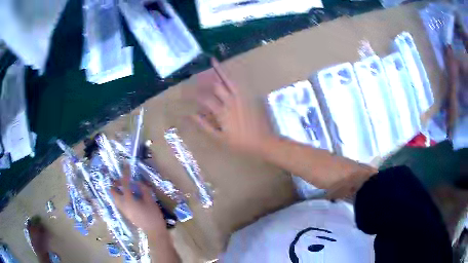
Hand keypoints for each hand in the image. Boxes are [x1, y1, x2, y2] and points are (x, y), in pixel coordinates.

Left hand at [110, 166, 165, 233]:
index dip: (125, 173)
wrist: (154, 231)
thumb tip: (138, 182)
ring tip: (124, 186)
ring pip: (115, 198)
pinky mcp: (126, 214)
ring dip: (117, 190)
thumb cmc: (153, 216)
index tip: (125, 165)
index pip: (124, 183)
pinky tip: (129, 196)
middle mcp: (122, 204)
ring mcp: (123, 210)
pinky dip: (120, 196)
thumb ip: (143, 189)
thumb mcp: (150, 200)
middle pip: (113, 192)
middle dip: (115, 184)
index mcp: (128, 200)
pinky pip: (119, 202)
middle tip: (121, 179)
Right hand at [192, 59, 274, 153]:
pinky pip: (239, 83)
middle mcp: (231, 101)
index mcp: (222, 112)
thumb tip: (191, 115)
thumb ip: (205, 125)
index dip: (195, 94)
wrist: (264, 141)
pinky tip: (228, 72)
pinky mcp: (250, 96)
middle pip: (216, 86)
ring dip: (220, 70)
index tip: (187, 92)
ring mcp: (242, 97)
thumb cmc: (241, 142)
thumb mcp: (220, 137)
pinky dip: (232, 76)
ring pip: (228, 79)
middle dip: (205, 80)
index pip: (205, 98)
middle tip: (197, 75)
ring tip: (213, 60)